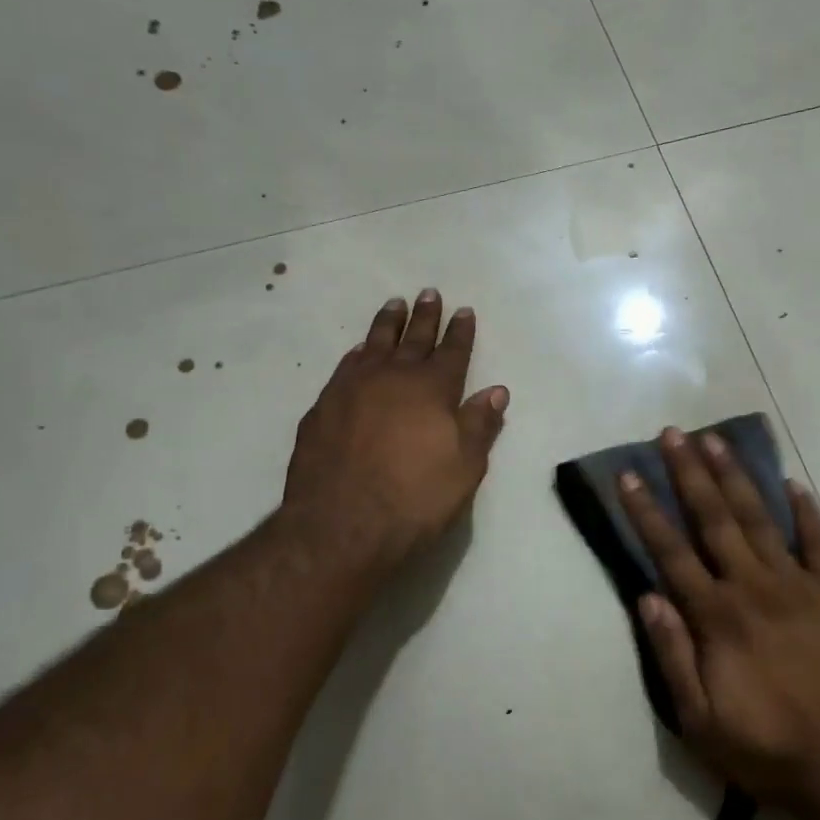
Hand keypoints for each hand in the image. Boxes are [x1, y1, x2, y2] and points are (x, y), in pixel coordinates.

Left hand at [282, 290, 508, 578]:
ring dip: (387, 324)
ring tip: (394, 305)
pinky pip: (345, 368)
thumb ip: (479, 424)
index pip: (452, 351)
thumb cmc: (414, 499)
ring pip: (374, 344)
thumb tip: (496, 390)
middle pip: (413, 338)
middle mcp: (393, 378)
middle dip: (425, 316)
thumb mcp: (464, 467)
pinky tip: (358, 351)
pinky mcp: (323, 407)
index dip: (460, 331)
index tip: (464, 310)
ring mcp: (353, 389)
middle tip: (429, 293)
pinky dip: (357, 354)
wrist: (340, 526)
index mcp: (432, 389)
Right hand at [618, 428, 819, 807]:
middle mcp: (752, 587)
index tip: (629, 474)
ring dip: (735, 477)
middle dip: (689, 474)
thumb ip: (672, 655)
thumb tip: (648, 596)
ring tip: (716, 441)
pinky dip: (806, 512)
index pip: (671, 552)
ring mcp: (797, 586)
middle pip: (714, 519)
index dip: (646, 511)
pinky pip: (817, 544)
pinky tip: (794, 484)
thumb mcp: (700, 720)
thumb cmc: (767, 748)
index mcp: (716, 616)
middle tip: (672, 434)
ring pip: (759, 519)